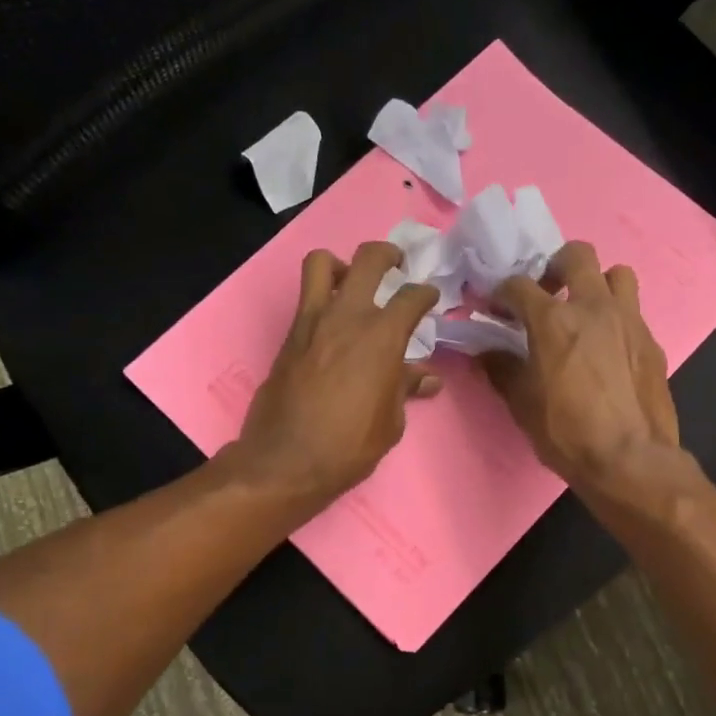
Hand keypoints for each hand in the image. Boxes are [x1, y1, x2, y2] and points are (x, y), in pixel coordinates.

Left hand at [228, 242, 441, 509]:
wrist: (286, 460)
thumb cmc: (348, 446)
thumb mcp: (390, 422)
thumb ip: (406, 388)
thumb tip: (427, 378)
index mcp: (382, 337)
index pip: (412, 297)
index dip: (426, 294)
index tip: (430, 298)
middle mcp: (348, 316)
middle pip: (369, 259)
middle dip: (388, 255)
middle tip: (396, 265)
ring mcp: (313, 321)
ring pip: (322, 263)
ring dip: (342, 264)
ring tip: (352, 281)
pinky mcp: (290, 335)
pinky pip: (306, 297)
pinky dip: (322, 295)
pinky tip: (333, 322)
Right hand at [483, 242, 680, 497]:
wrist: (630, 459)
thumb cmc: (567, 432)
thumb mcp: (522, 404)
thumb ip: (502, 369)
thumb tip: (486, 352)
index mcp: (554, 320)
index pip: (518, 285)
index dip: (501, 293)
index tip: (495, 308)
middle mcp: (593, 307)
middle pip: (577, 255)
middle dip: (555, 266)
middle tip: (547, 294)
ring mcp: (629, 320)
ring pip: (616, 274)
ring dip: (597, 285)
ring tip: (585, 313)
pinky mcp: (651, 341)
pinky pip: (633, 312)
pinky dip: (616, 319)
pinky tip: (607, 349)